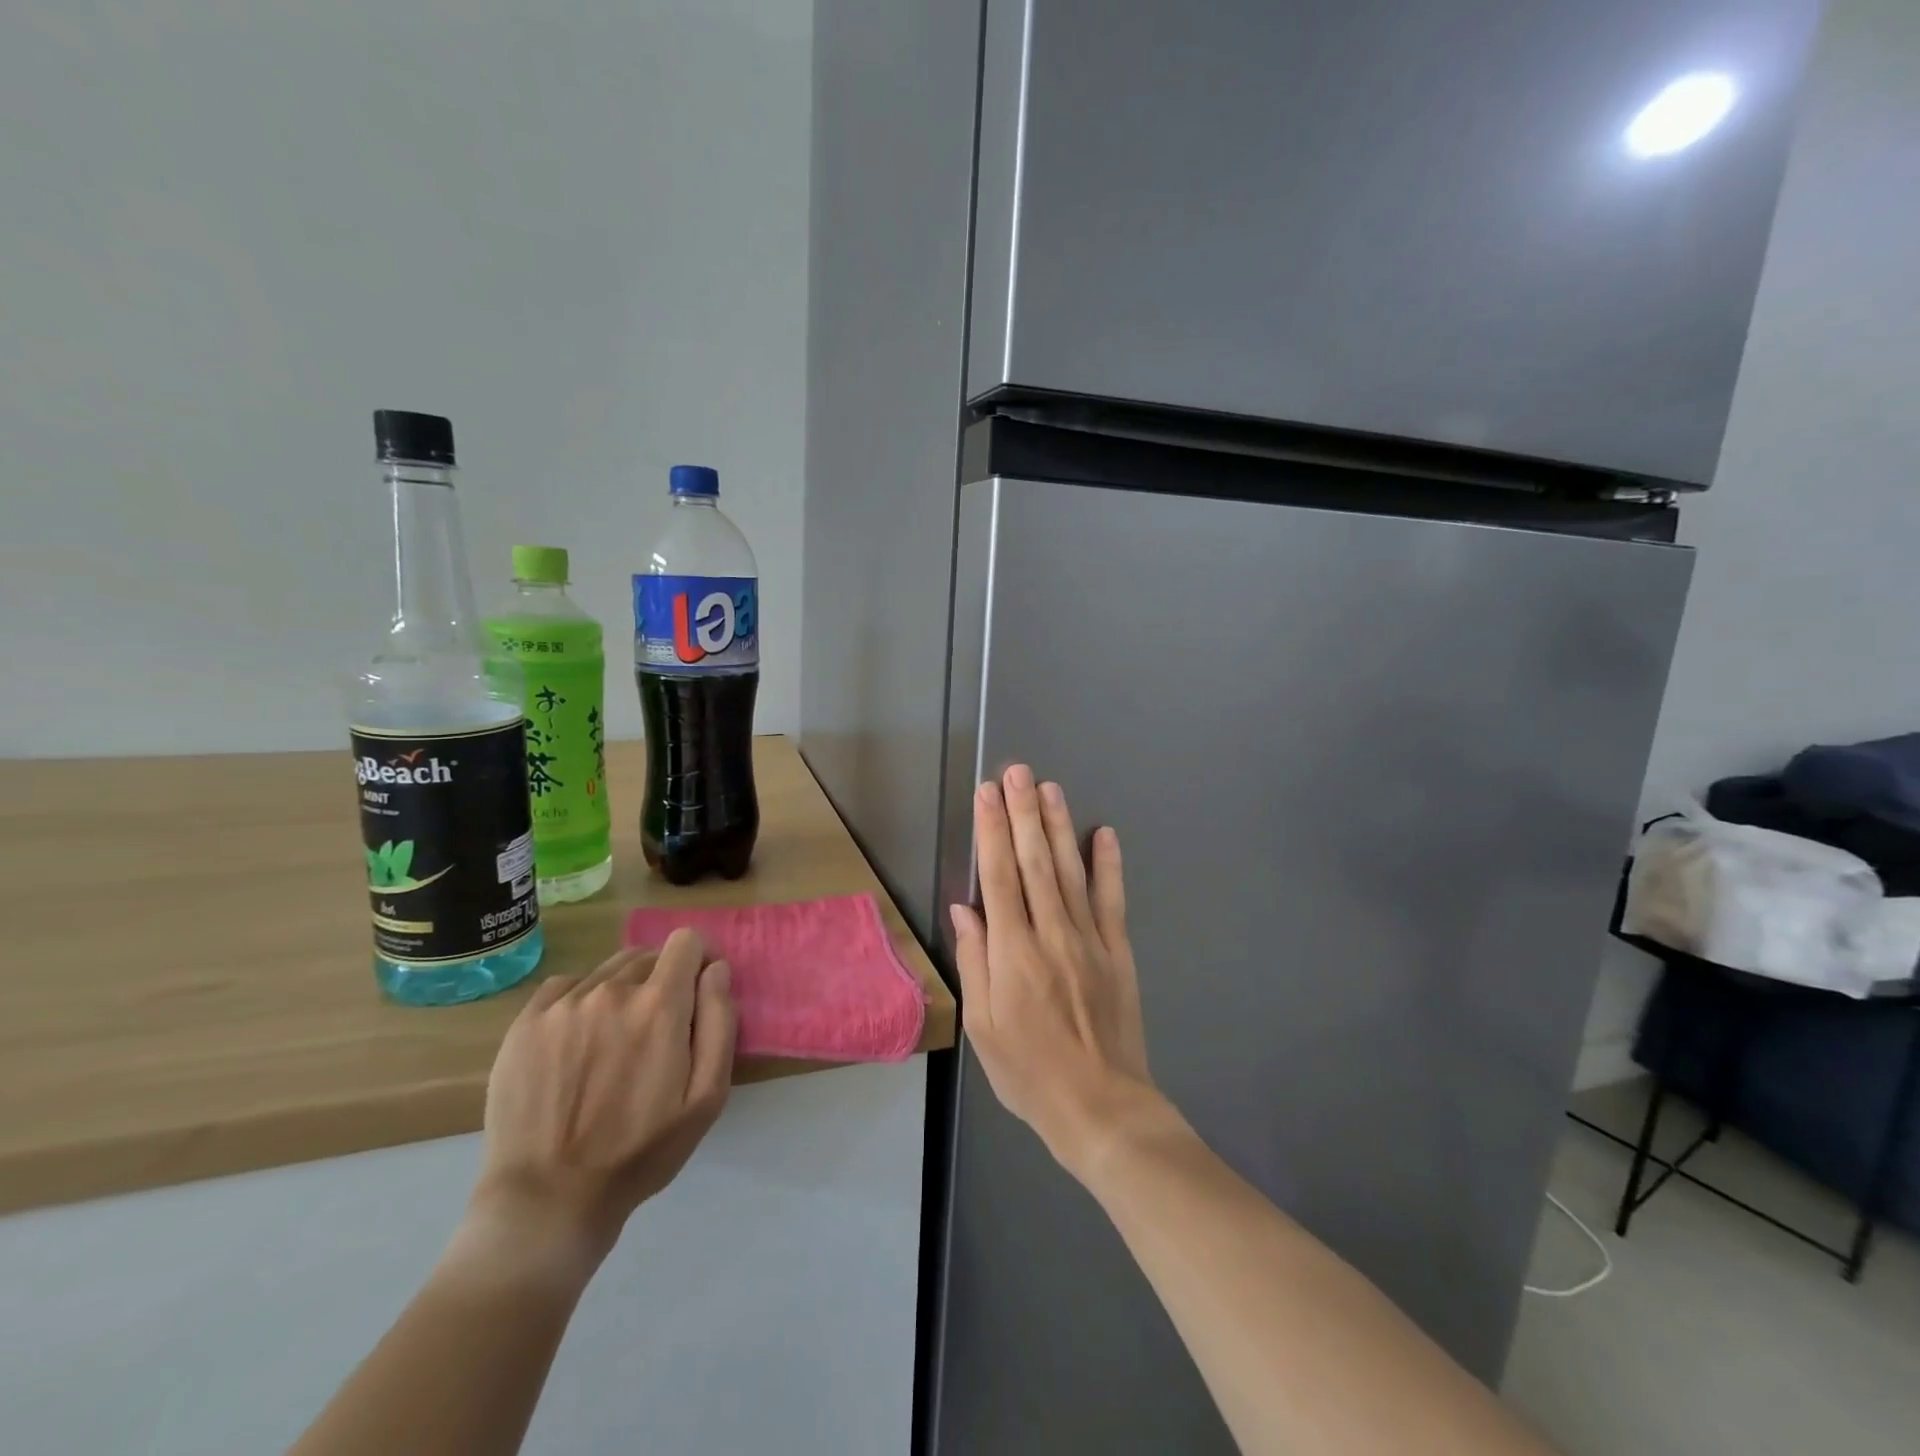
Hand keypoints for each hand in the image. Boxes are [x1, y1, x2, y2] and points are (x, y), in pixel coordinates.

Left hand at [465, 931, 736, 1270]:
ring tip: (613, 1043)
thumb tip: (716, 968)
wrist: (546, 1200)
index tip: (695, 992)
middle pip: (648, 957)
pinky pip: (566, 986)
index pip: (686, 941)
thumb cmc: (640, 1152)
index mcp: (659, 1005)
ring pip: (608, 971)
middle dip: (661, 982)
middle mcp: (611, 990)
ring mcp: (563, 1004)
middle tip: (655, 1032)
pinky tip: (577, 1043)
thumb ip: (719, 1021)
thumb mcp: (706, 1097)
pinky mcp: (525, 1022)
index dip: (697, 961)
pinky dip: (581, 1002)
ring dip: (621, 992)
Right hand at [950, 764, 1162, 1177]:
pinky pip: (1112, 900)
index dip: (992, 832)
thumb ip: (975, 961)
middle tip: (1018, 772)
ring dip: (1058, 827)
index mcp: (1014, 954)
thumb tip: (965, 908)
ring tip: (1049, 788)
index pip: (999, 878)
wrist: (1102, 1109)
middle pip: (1034, 863)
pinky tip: (1104, 833)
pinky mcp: (1119, 952)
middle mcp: (1052, 935)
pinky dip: (1109, 865)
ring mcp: (1090, 940)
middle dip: (1024, 813)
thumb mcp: (984, 1027)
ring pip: (1070, 872)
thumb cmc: (1030, 1073)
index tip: (987, 794)